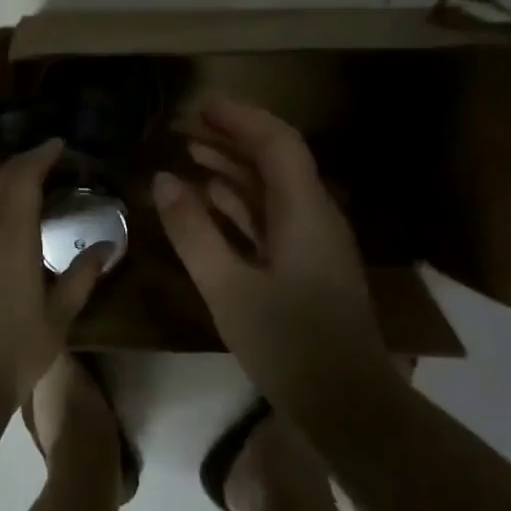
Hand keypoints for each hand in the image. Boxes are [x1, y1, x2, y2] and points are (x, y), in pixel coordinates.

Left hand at [0, 139, 112, 404]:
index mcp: (11, 240)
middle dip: (22, 163)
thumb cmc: (15, 352)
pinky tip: (6, 219)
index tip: (59, 144)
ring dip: (4, 182)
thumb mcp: (59, 317)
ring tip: (30, 181)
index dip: (40, 157)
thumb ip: (82, 277)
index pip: (22, 181)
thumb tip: (107, 248)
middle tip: (48, 157)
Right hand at [153, 99, 393, 400]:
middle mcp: (315, 215)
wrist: (347, 403)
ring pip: (272, 188)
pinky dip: (240, 201)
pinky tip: (210, 198)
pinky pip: (271, 217)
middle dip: (232, 137)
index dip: (241, 118)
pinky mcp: (306, 265)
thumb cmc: (287, 343)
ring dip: (233, 167)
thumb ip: (193, 230)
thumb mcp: (227, 287)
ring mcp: (313, 242)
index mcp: (304, 211)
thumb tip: (163, 178)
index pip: (278, 143)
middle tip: (185, 127)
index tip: (201, 106)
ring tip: (189, 153)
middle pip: (276, 160)